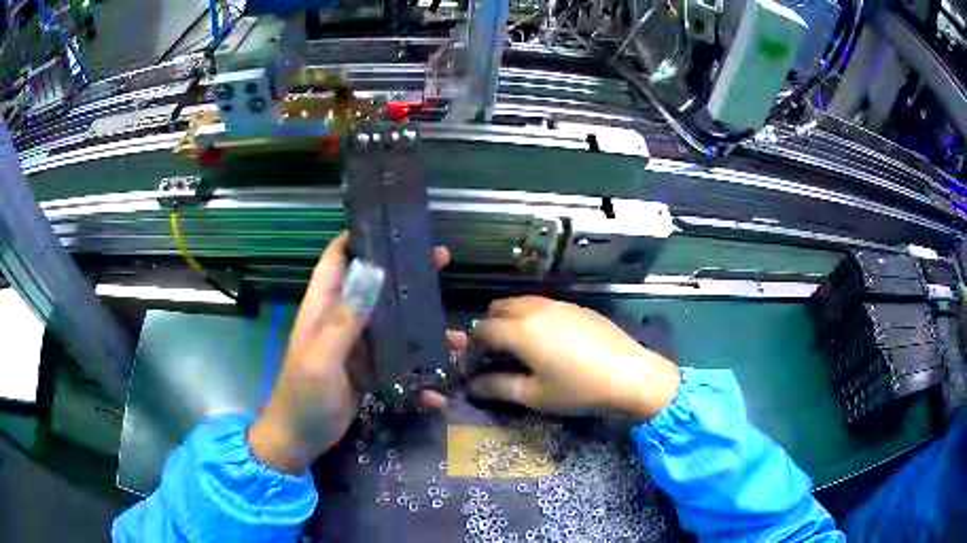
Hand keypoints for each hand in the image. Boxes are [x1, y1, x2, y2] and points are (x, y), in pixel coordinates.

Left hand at [248, 234, 459, 473]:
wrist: (300, 439)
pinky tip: (437, 389)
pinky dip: (416, 372)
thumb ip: (344, 320)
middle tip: (440, 261)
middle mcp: (340, 320)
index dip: (359, 237)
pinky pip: (396, 362)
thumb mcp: (322, 359)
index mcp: (322, 308)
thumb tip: (373, 274)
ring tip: (456, 334)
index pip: (337, 259)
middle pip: (373, 285)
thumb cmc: (304, 397)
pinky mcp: (366, 370)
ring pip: (391, 324)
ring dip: (420, 326)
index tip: (392, 225)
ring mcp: (355, 347)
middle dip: (404, 274)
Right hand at [468, 296, 680, 421]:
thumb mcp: (535, 395)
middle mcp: (536, 309)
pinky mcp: (578, 306)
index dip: (473, 347)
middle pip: (499, 307)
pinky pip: (545, 305)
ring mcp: (559, 304)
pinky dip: (534, 317)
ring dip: (512, 319)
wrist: (630, 374)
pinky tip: (551, 341)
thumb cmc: (579, 389)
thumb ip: (499, 387)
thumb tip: (472, 386)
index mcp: (521, 330)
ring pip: (522, 302)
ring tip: (523, 347)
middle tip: (498, 354)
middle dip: (490, 327)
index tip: (477, 366)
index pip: (482, 330)